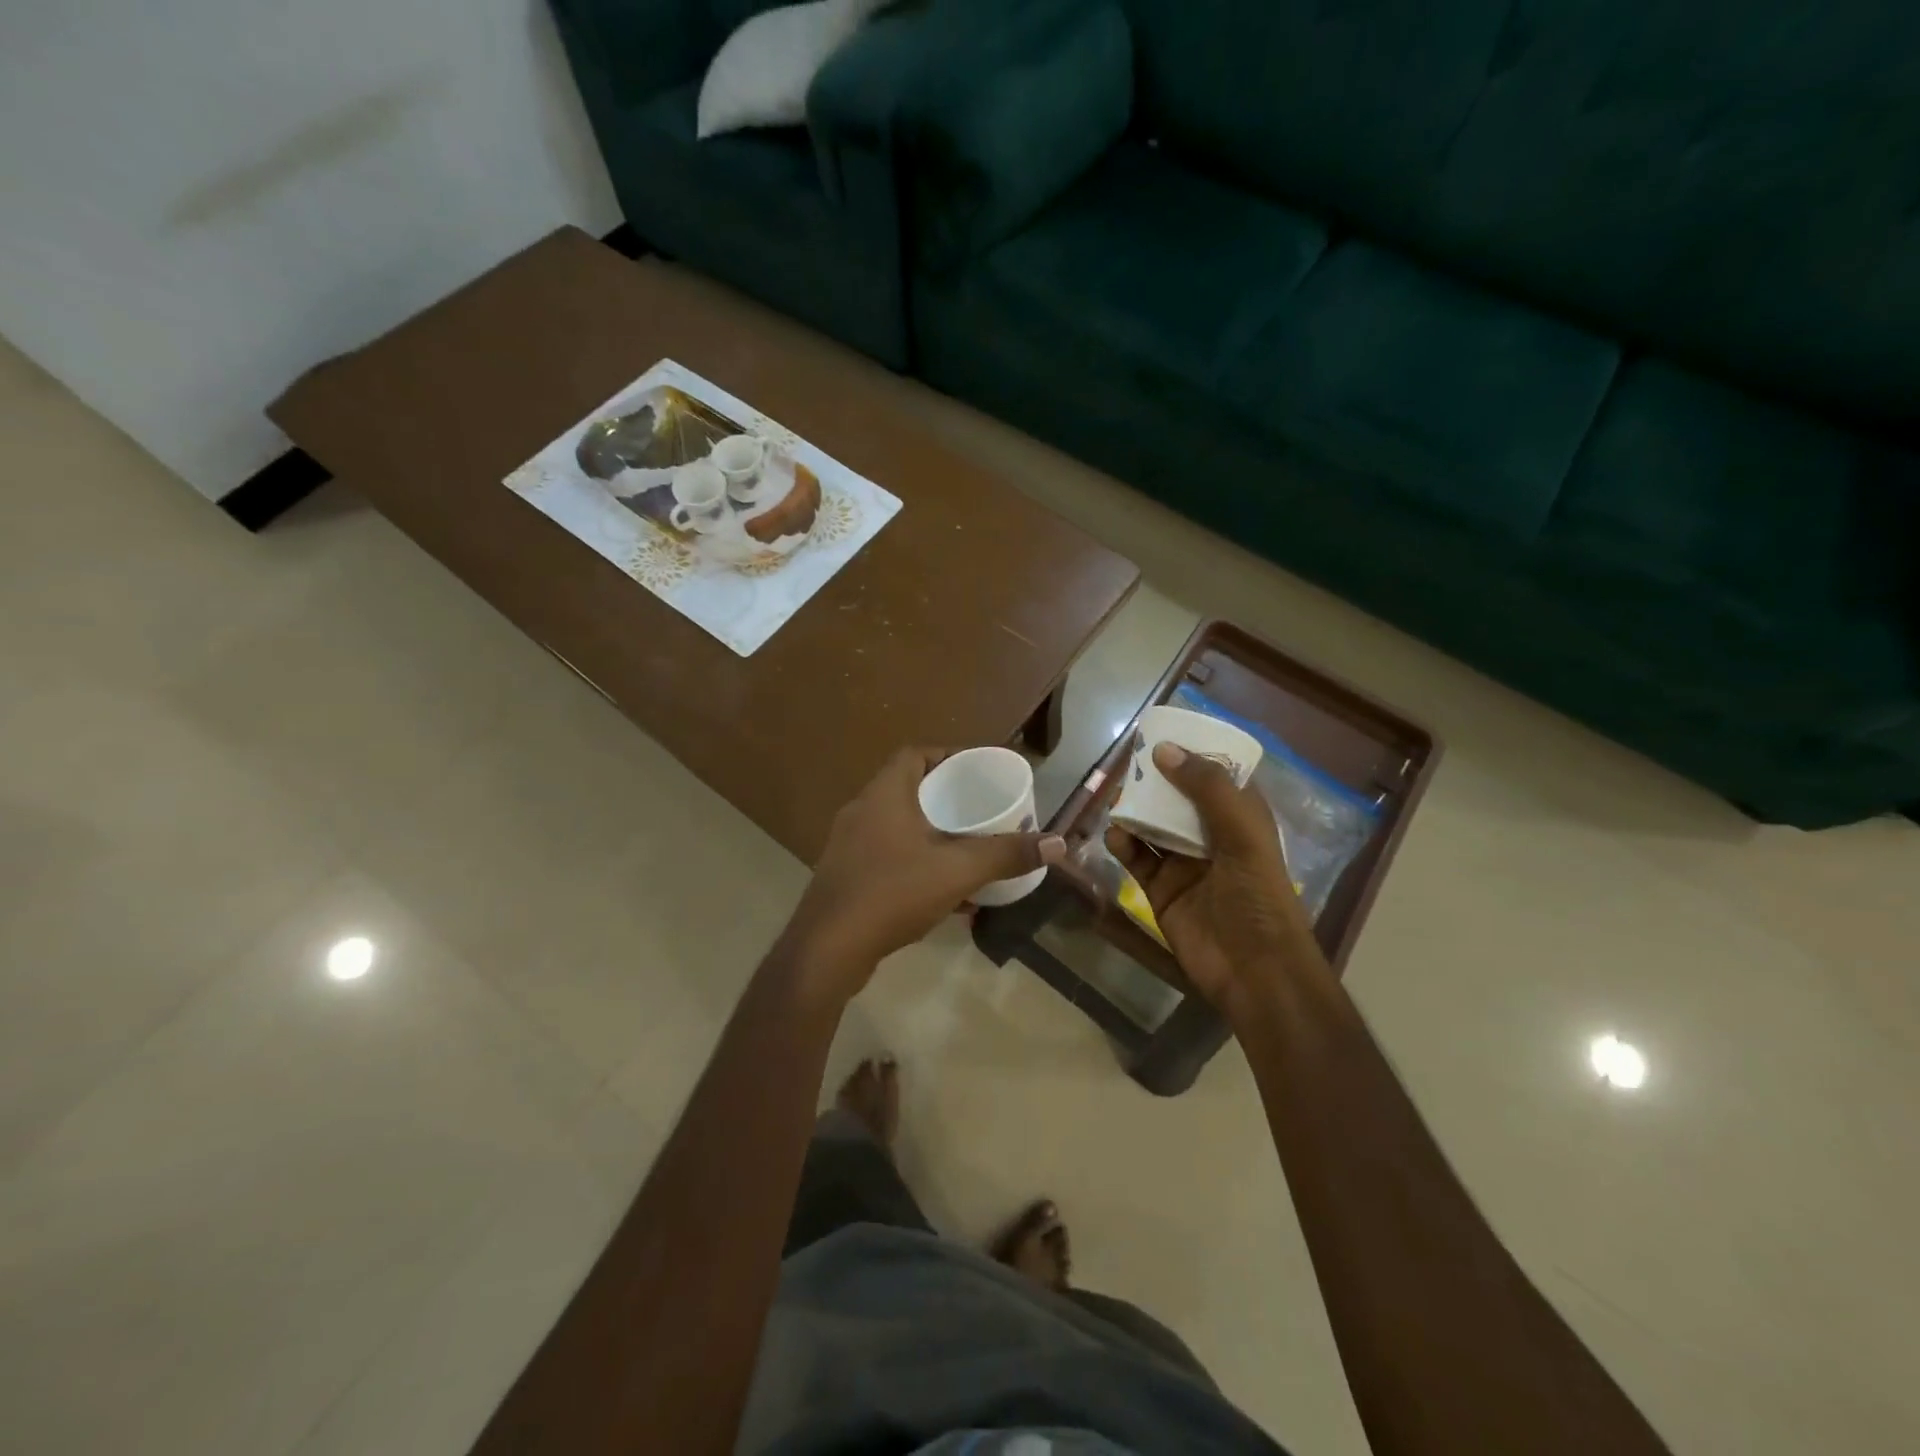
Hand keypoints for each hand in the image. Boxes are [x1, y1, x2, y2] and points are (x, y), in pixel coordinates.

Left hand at [783, 747, 1064, 1001]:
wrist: (827, 949)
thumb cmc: (892, 893)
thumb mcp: (957, 871)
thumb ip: (1006, 854)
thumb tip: (1057, 843)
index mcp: (883, 795)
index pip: (914, 755)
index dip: (945, 755)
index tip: (975, 770)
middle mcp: (861, 812)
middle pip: (907, 790)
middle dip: (944, 798)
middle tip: (978, 810)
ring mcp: (848, 847)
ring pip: (897, 827)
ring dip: (930, 834)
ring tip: (965, 847)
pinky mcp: (845, 878)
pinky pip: (887, 858)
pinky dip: (915, 864)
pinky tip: (941, 892)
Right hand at [1105, 742, 1321, 1022]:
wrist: (1254, 971)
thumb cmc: (1258, 897)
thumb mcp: (1242, 835)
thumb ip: (1206, 789)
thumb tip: (1164, 750)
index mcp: (1241, 819)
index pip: (1217, 776)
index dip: (1194, 754)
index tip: (1164, 731)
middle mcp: (1212, 837)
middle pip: (1178, 798)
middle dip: (1155, 780)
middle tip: (1128, 762)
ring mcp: (1184, 864)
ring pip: (1153, 826)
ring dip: (1135, 810)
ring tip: (1115, 796)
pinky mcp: (1161, 890)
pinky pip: (1137, 859)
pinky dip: (1124, 844)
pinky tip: (1115, 836)